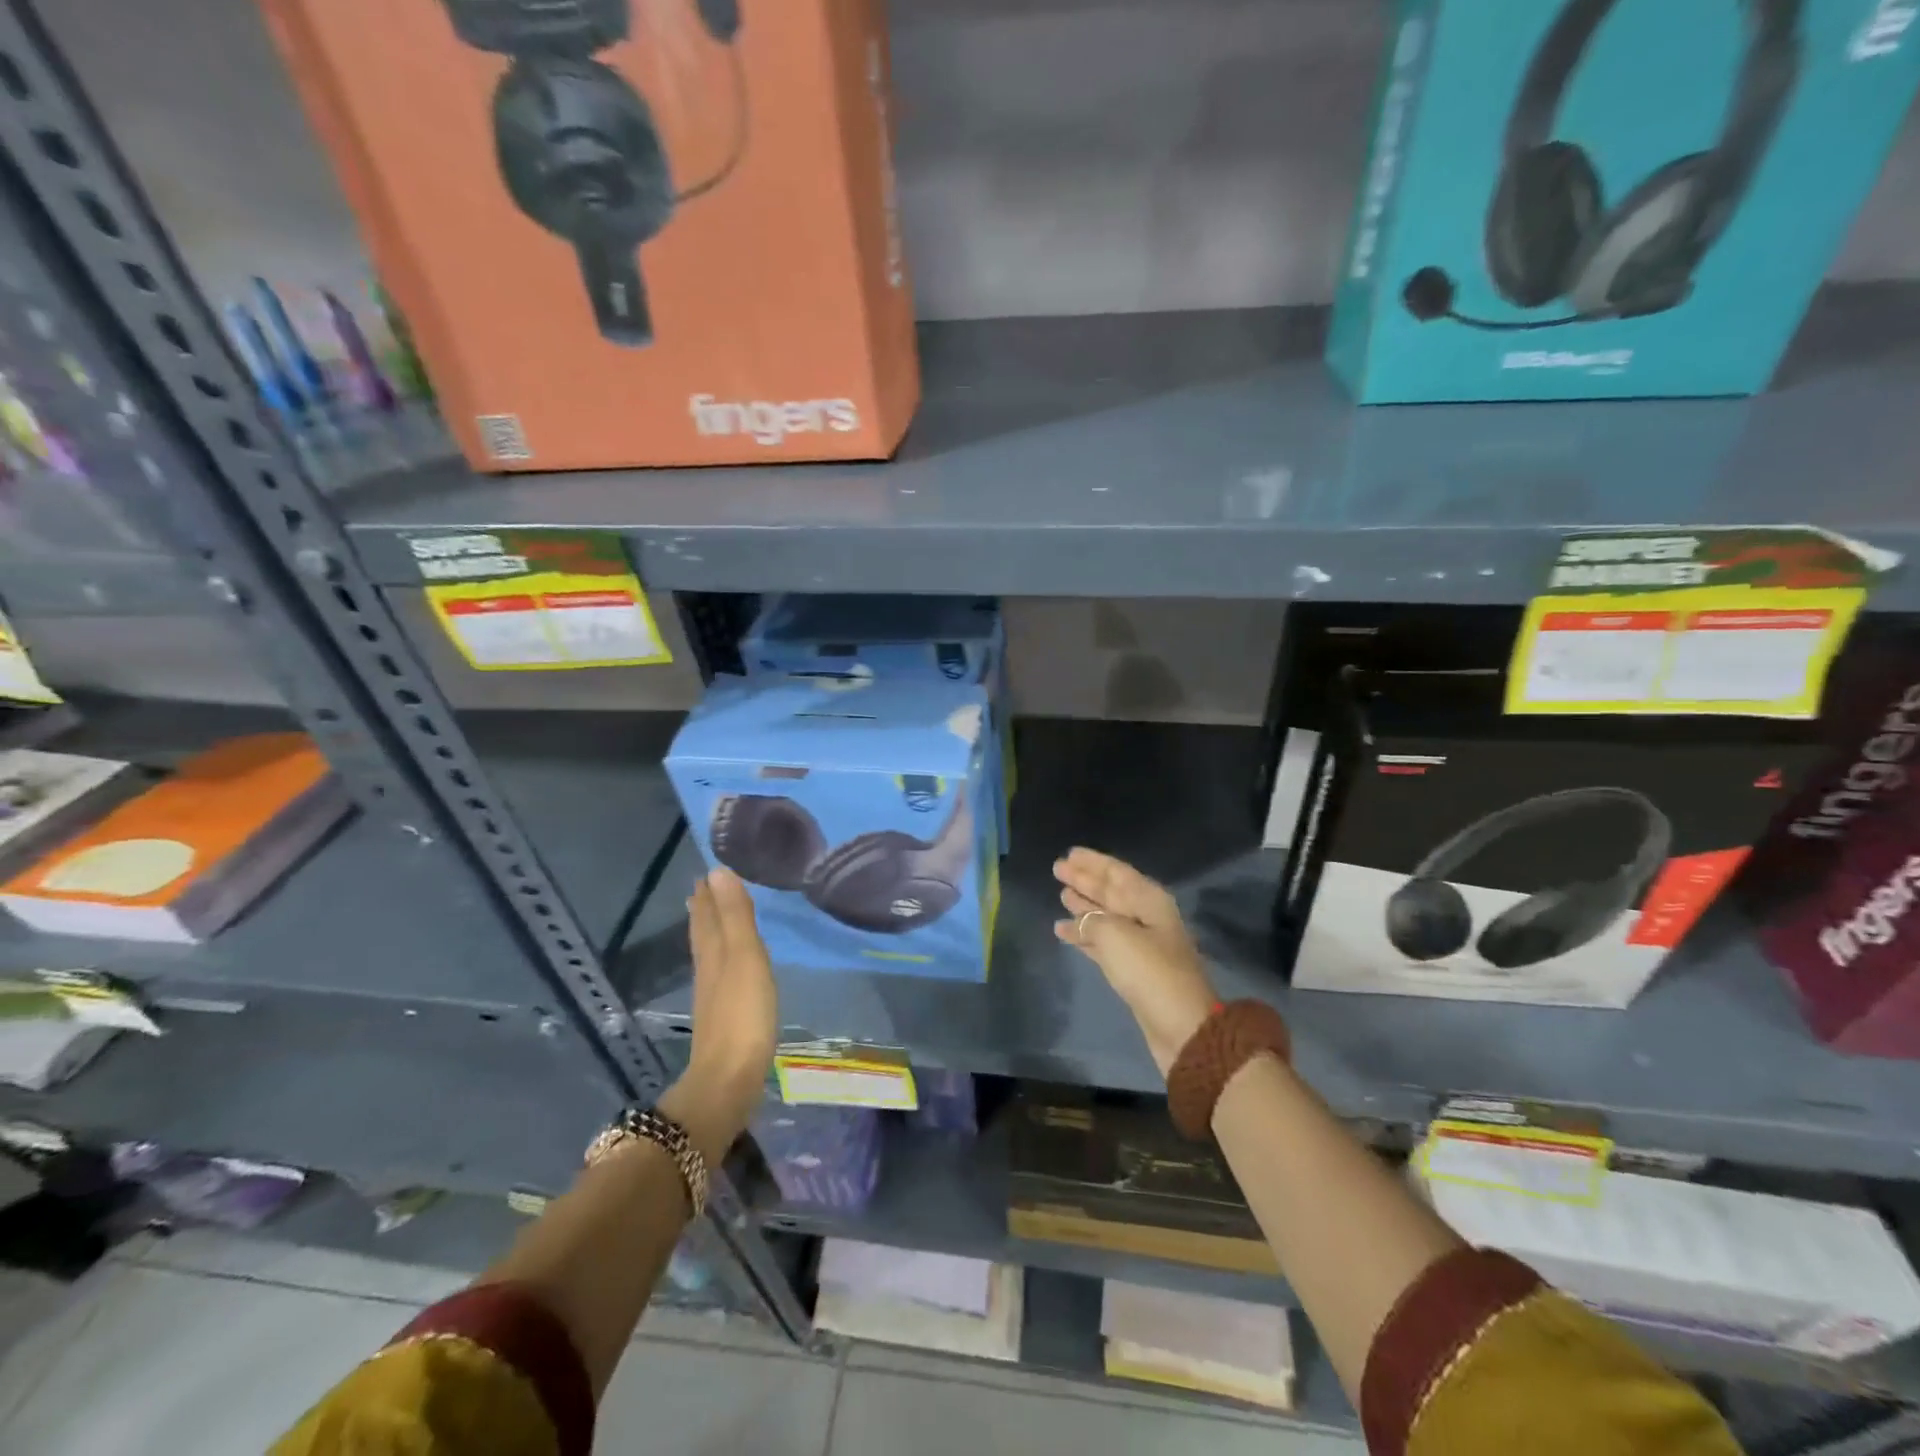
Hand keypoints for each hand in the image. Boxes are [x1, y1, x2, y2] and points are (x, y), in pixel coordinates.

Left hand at [660, 868, 777, 1160]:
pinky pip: (720, 975)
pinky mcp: (723, 1018)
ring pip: (709, 953)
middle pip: (703, 933)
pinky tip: (729, 967)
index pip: (707, 915)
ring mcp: (713, 997)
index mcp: (713, 953)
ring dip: (711, 932)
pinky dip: (722, 959)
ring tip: (712, 917)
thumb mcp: (745, 958)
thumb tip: (717, 871)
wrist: (729, 1080)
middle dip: (705, 910)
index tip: (707, 871)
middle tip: (704, 888)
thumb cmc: (743, 1014)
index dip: (708, 894)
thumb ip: (735, 916)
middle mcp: (708, 970)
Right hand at [1054, 848, 1216, 1077]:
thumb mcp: (1116, 935)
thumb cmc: (1150, 971)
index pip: (1116, 872)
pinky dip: (1083, 935)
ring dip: (1083, 906)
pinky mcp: (1132, 970)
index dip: (1092, 862)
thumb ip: (1092, 921)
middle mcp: (1145, 917)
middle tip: (1058, 869)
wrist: (1181, 1026)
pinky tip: (1062, 931)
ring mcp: (1140, 944)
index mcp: (1149, 901)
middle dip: (1085, 880)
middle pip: (1110, 892)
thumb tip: (1078, 919)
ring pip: (1105, 917)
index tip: (1069, 853)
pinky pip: (1102, 942)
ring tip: (1061, 895)